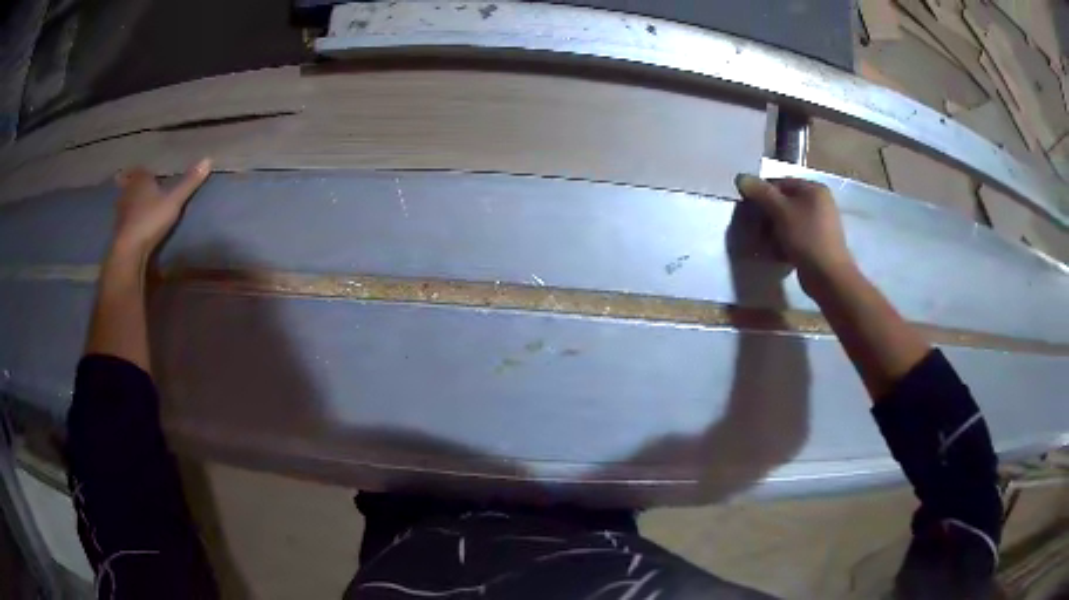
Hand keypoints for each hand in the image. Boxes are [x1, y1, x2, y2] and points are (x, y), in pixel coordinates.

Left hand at [111, 159, 211, 255]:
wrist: (129, 248)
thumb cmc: (151, 219)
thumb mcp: (174, 201)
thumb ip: (189, 183)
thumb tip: (208, 159)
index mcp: (141, 180)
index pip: (143, 170)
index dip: (146, 172)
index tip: (150, 174)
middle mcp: (128, 190)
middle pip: (129, 182)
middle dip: (133, 183)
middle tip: (139, 187)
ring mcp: (121, 210)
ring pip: (124, 200)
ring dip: (129, 201)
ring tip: (136, 205)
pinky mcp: (118, 228)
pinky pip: (123, 217)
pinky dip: (127, 218)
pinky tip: (132, 223)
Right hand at [734, 174, 855, 290]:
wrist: (829, 277)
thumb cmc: (806, 238)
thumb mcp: (781, 211)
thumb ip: (761, 193)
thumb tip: (741, 177)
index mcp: (814, 189)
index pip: (780, 183)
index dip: (761, 194)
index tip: (748, 209)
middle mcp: (819, 203)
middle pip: (783, 203)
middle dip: (767, 216)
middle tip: (756, 229)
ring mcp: (819, 224)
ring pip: (787, 222)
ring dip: (773, 232)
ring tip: (765, 245)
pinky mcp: (816, 244)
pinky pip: (795, 237)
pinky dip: (783, 243)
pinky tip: (776, 254)